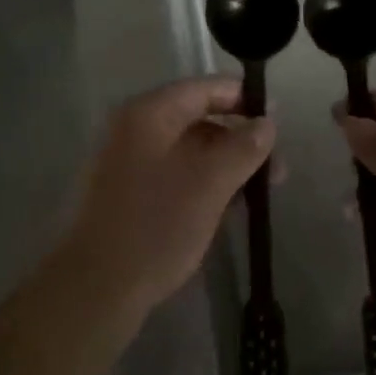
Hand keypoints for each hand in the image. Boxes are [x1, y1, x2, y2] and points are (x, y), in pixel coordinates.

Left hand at [61, 77, 275, 317]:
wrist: (97, 286)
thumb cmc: (156, 225)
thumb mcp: (210, 183)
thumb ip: (243, 147)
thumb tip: (267, 123)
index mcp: (149, 113)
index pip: (203, 88)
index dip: (243, 98)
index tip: (278, 119)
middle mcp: (135, 127)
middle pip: (197, 117)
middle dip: (239, 138)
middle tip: (277, 168)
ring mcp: (127, 160)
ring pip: (188, 149)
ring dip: (225, 163)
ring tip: (259, 192)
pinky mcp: (128, 191)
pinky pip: (174, 172)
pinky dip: (203, 181)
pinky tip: (228, 205)